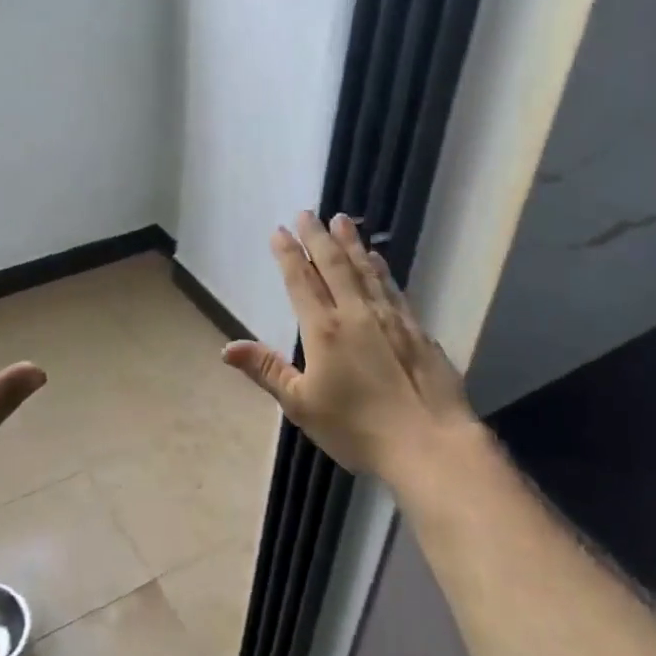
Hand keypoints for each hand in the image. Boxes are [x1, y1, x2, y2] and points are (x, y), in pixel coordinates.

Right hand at [223, 211, 479, 490]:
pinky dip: (380, 268)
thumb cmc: (357, 429)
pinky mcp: (416, 328)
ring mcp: (390, 317)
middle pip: (334, 265)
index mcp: (324, 330)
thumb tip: (226, 347)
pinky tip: (377, 258)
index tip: (280, 230)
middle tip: (308, 212)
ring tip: (341, 220)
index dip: (288, 254)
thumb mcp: (301, 405)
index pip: (301, 281)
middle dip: (318, 237)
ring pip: (365, 269)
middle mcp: (356, 313)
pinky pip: (392, 286)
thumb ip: (267, 370)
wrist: (429, 443)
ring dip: (351, 243)